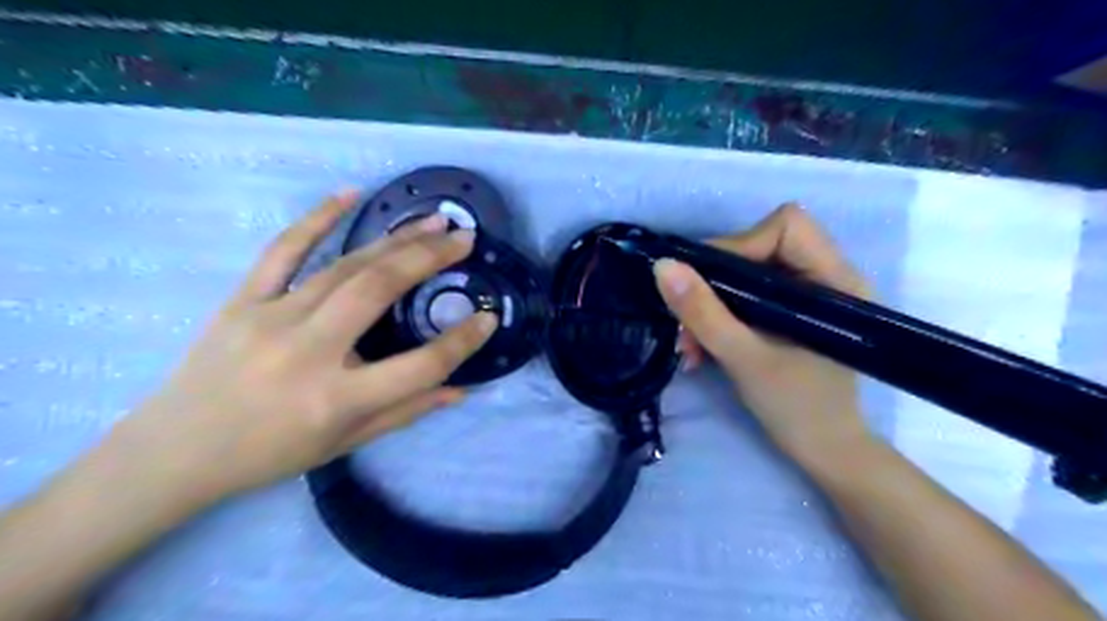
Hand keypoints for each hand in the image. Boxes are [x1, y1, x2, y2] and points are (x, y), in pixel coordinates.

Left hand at [99, 193, 496, 511]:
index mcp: (336, 399)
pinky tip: (350, 194)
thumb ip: (406, 411)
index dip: (461, 341)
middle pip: (378, 291)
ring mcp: (270, 318)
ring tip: (433, 222)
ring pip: (344, 267)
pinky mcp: (242, 300)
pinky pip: (282, 251)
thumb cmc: (270, 453)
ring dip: (395, 240)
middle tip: (464, 238)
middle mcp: (308, 352)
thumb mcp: (345, 443)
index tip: (488, 317)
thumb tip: (460, 389)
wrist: (175, 452)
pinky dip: (316, 219)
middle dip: (429, 260)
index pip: (419, 366)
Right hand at [650, 204, 872, 469]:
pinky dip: (718, 316)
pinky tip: (700, 348)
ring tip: (690, 346)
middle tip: (686, 321)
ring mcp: (807, 295)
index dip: (740, 244)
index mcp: (835, 280)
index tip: (705, 283)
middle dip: (714, 282)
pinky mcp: (790, 312)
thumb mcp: (744, 358)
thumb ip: (703, 313)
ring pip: (746, 273)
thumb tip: (662, 267)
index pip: (785, 227)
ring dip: (709, 304)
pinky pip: (746, 296)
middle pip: (759, 246)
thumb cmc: (798, 408)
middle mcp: (826, 276)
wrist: (824, 452)